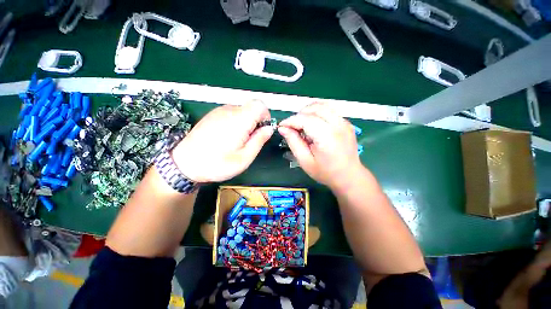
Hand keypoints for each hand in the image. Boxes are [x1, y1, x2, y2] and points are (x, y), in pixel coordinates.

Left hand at [172, 101, 273, 182]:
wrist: (184, 164)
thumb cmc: (217, 164)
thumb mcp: (244, 157)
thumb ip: (259, 140)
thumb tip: (269, 129)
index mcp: (239, 120)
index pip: (260, 105)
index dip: (265, 116)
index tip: (262, 130)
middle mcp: (229, 111)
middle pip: (251, 108)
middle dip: (255, 122)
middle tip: (249, 140)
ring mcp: (218, 111)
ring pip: (242, 111)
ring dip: (245, 123)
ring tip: (237, 141)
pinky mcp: (212, 115)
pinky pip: (231, 114)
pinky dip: (236, 123)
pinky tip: (227, 137)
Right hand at [278, 102, 362, 190]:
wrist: (349, 176)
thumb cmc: (325, 172)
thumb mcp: (305, 161)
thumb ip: (293, 142)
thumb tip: (283, 128)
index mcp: (327, 137)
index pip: (305, 119)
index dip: (290, 121)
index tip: (281, 126)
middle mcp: (337, 125)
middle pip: (314, 108)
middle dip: (299, 115)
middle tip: (293, 127)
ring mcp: (344, 122)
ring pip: (322, 105)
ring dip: (308, 112)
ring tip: (302, 125)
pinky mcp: (346, 122)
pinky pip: (329, 110)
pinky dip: (317, 113)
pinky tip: (314, 125)